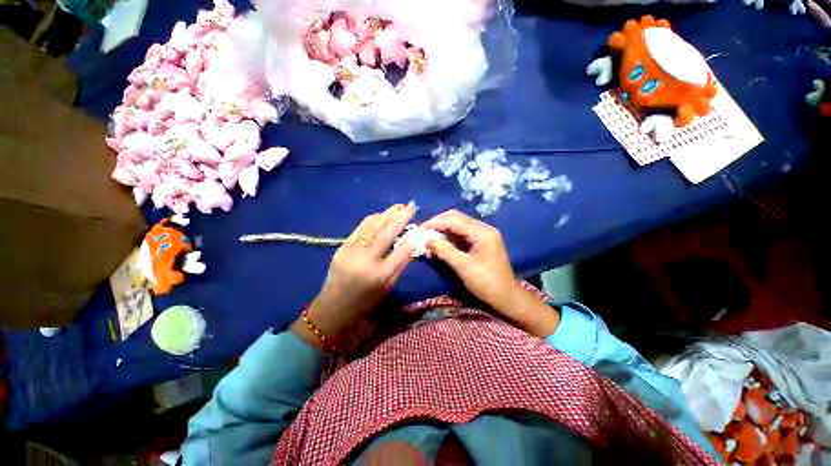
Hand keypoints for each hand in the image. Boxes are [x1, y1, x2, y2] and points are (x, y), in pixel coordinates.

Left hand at [291, 203, 416, 349]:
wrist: (333, 309)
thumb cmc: (365, 303)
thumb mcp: (387, 288)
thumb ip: (400, 267)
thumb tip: (411, 247)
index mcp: (380, 275)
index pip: (401, 252)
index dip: (412, 239)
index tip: (419, 229)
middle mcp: (366, 260)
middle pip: (387, 234)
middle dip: (401, 218)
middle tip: (412, 206)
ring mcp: (352, 251)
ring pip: (372, 226)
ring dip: (387, 214)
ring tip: (399, 206)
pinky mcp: (342, 247)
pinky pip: (360, 228)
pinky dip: (372, 219)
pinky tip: (382, 214)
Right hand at [421, 210, 559, 337]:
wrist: (506, 297)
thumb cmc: (486, 282)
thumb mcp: (463, 266)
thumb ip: (444, 250)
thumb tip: (427, 239)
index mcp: (482, 232)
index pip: (455, 220)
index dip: (436, 222)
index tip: (420, 228)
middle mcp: (483, 229)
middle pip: (457, 218)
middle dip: (439, 223)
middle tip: (423, 231)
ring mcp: (482, 235)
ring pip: (458, 225)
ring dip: (443, 230)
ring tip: (429, 237)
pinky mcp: (480, 242)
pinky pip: (461, 235)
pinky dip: (449, 237)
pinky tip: (439, 243)